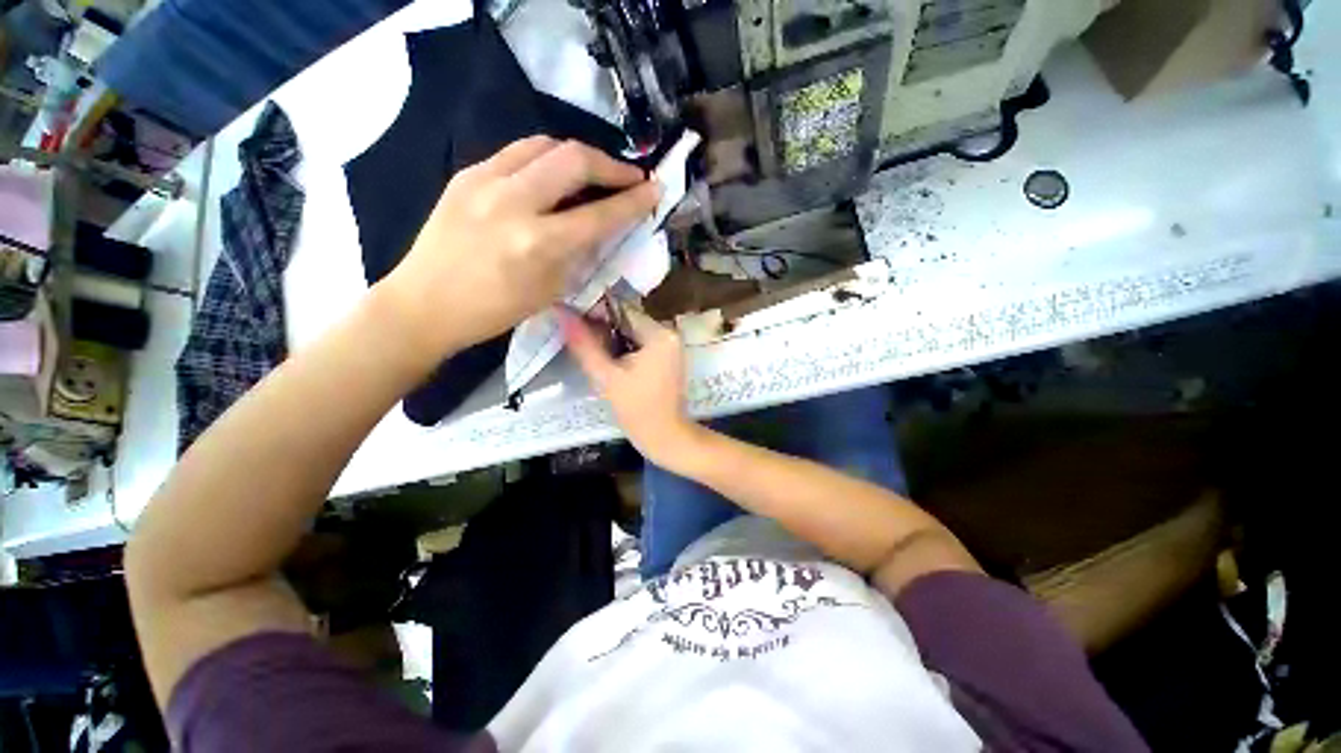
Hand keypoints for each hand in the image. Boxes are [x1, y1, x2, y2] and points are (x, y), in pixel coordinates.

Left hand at [378, 136, 659, 354]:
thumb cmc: (494, 310)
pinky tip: (551, 176)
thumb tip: (602, 226)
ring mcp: (485, 181)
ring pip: (545, 144)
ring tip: (593, 172)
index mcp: (539, 244)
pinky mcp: (466, 173)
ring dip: (578, 156)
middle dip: (611, 164)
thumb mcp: (551, 290)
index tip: (654, 189)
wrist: (424, 303)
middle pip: (574, 159)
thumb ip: (579, 253)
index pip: (600, 213)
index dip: (633, 200)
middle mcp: (514, 203)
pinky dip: (545, 159)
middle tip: (629, 177)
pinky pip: (516, 153)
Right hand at [561, 306, 699, 464]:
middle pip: (628, 321)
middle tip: (582, 342)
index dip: (595, 314)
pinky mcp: (669, 357)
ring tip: (595, 354)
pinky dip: (625, 349)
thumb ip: (584, 345)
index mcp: (660, 334)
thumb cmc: (637, 409)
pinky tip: (612, 362)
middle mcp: (670, 333)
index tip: (574, 322)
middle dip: (604, 330)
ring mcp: (671, 345)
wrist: (663, 436)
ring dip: (613, 340)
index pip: (622, 311)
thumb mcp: (606, 377)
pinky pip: (641, 344)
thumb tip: (562, 313)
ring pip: (633, 333)